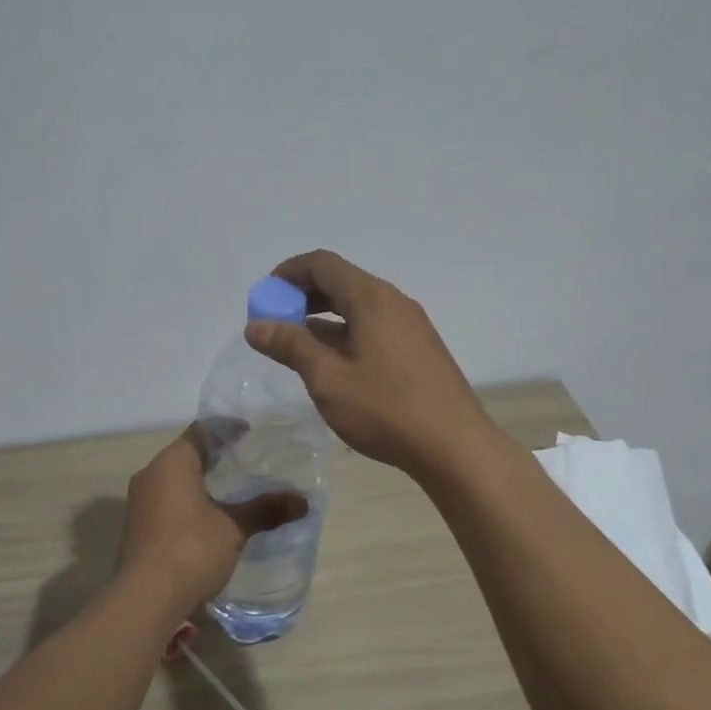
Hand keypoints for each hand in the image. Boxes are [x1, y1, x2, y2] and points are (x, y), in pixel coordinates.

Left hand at [118, 425, 307, 616]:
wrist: (145, 599)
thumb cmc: (191, 549)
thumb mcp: (234, 528)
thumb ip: (265, 510)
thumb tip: (303, 502)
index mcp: (172, 462)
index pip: (201, 431)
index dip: (227, 429)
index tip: (249, 432)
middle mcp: (150, 474)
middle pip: (186, 454)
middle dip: (215, 457)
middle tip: (245, 460)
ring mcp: (139, 502)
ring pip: (174, 479)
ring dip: (200, 481)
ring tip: (231, 489)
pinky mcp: (137, 527)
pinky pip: (166, 501)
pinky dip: (188, 501)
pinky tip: (209, 518)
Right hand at [244, 250, 495, 478]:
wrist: (455, 446)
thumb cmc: (385, 408)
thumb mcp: (328, 379)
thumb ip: (291, 346)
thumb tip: (256, 325)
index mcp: (370, 298)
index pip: (322, 263)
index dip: (288, 272)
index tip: (265, 296)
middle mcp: (393, 301)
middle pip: (341, 281)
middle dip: (304, 295)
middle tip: (276, 323)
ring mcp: (410, 324)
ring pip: (358, 306)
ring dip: (324, 317)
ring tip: (298, 346)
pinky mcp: (419, 348)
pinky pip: (374, 325)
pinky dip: (346, 332)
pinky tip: (334, 364)